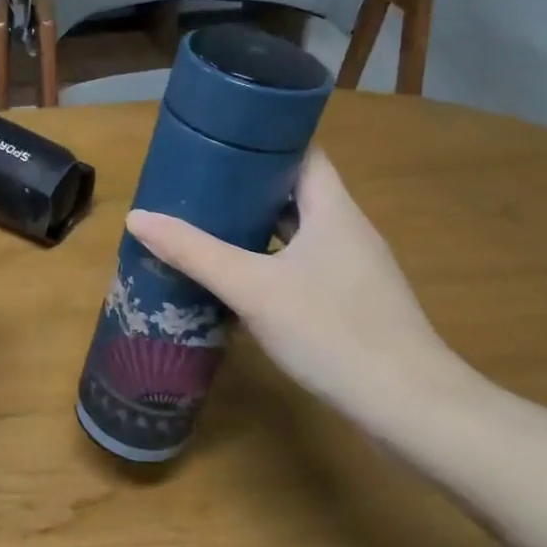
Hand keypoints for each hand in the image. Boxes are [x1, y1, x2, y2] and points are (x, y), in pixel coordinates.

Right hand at [125, 150, 479, 418]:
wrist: (410, 408)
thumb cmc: (332, 331)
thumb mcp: (252, 288)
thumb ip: (194, 251)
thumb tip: (136, 217)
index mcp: (333, 210)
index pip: (302, 153)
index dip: (262, 141)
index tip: (218, 138)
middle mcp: (347, 231)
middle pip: (295, 192)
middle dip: (247, 186)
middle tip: (197, 183)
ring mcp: (353, 270)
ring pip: (298, 232)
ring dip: (257, 227)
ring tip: (207, 223)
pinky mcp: (352, 304)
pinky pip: (303, 266)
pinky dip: (270, 262)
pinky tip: (239, 279)